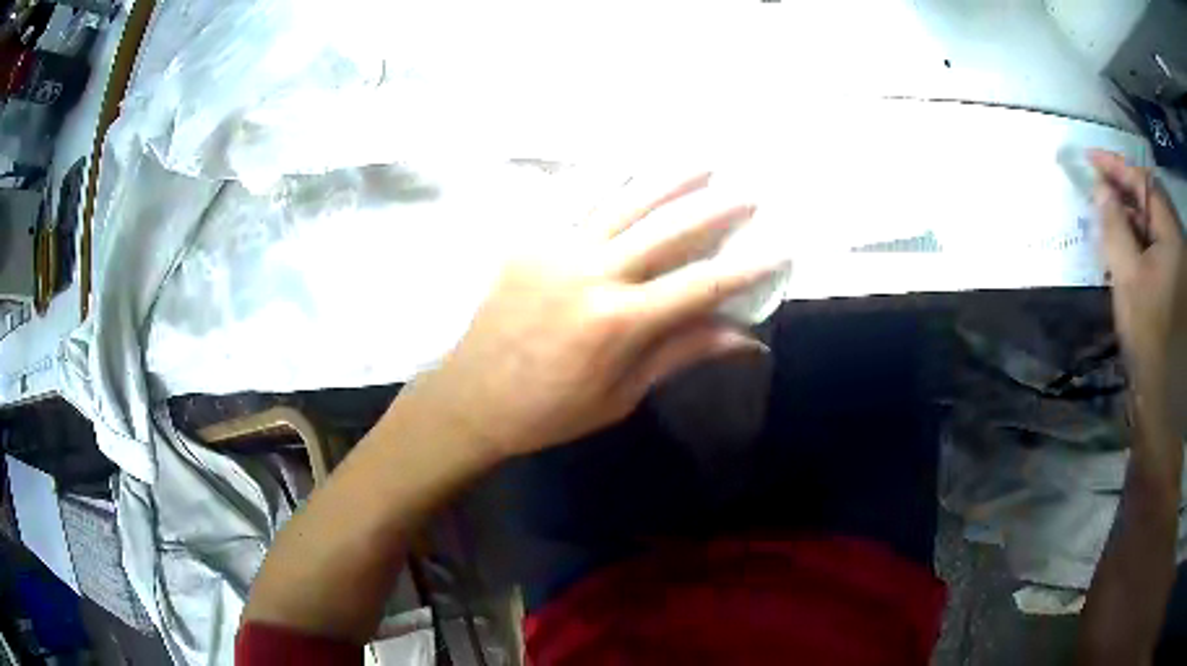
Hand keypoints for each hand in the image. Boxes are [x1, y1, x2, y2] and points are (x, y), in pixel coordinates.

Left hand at [411, 173, 778, 458]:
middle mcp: (592, 273)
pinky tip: (632, 167)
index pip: (700, 285)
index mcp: (618, 322)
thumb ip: (680, 353)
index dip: (746, 265)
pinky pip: (575, 202)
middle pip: (667, 229)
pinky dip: (610, 182)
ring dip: (668, 179)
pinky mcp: (529, 241)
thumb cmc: (550, 411)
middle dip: (715, 208)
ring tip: (702, 161)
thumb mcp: (622, 395)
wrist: (472, 397)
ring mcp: (556, 249)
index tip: (781, 246)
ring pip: (624, 202)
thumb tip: (745, 338)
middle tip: (749, 192)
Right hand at [1090, 150, 1186, 431]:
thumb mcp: (1129, 279)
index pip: (1142, 182)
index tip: (1089, 158)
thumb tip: (1100, 190)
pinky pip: (1150, 246)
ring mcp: (1173, 262)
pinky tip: (1121, 248)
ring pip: (1149, 225)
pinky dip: (1134, 241)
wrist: (1166, 391)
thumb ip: (1114, 229)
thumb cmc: (1151, 331)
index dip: (1116, 166)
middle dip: (1121, 190)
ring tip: (1105, 218)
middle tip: (1095, 189)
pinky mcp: (1169, 282)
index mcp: (1169, 233)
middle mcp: (1173, 240)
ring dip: (1127, 217)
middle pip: (1147, 201)